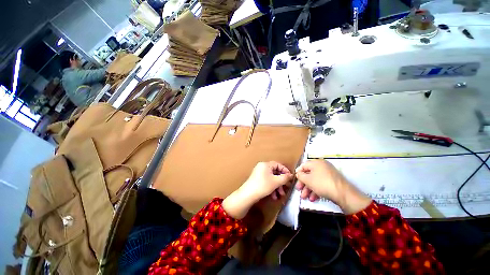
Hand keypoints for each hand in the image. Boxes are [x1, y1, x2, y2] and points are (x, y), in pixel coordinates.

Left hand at [223, 161, 293, 218]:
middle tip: (286, 188)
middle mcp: (262, 168)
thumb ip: (285, 178)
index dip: (285, 171)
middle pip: (275, 173)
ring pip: (272, 179)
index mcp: (265, 165)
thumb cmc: (262, 186)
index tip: (290, 178)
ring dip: (277, 187)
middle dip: (281, 182)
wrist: (248, 195)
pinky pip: (267, 183)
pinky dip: (272, 189)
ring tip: (280, 195)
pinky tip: (274, 196)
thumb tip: (291, 175)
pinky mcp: (257, 182)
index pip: (278, 165)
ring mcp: (259, 175)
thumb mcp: (276, 182)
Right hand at [295, 160, 371, 213]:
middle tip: (299, 191)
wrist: (340, 191)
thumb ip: (301, 176)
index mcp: (316, 163)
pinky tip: (314, 198)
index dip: (298, 173)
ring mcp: (328, 174)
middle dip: (303, 184)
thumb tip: (298, 173)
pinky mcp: (331, 181)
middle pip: (309, 174)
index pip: (304, 165)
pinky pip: (321, 184)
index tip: (294, 181)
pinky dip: (316, 191)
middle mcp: (322, 166)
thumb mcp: (308, 180)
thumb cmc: (322, 183)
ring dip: (309, 189)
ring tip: (306, 198)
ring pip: (315, 180)